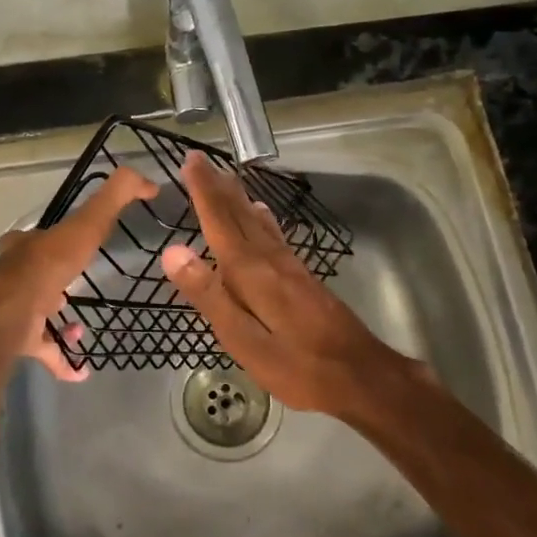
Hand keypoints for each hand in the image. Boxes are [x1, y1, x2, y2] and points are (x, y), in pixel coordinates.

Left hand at [0, 166, 158, 380]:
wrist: (7, 316)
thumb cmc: (47, 267)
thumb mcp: (87, 225)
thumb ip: (115, 198)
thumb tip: (149, 181)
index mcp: (26, 247)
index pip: (36, 237)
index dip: (54, 239)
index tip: (75, 246)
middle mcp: (13, 275)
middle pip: (32, 276)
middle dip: (54, 283)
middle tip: (74, 292)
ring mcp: (11, 310)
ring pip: (35, 314)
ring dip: (58, 322)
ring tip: (83, 329)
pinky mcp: (15, 341)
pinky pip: (41, 350)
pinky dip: (61, 360)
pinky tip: (81, 371)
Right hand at [159, 151, 429, 415]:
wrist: (364, 376)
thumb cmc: (299, 366)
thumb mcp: (244, 341)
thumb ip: (209, 295)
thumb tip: (173, 252)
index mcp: (251, 272)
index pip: (221, 221)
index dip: (204, 191)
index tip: (191, 161)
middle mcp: (271, 259)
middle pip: (240, 215)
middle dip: (219, 187)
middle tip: (202, 160)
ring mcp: (291, 267)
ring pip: (258, 222)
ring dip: (238, 198)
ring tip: (226, 179)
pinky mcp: (304, 279)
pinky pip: (274, 235)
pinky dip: (261, 218)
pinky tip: (262, 216)